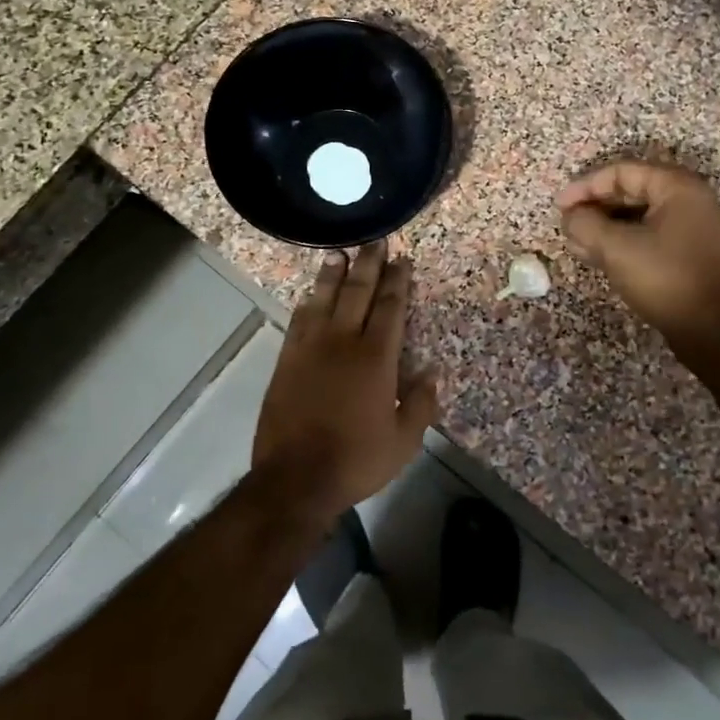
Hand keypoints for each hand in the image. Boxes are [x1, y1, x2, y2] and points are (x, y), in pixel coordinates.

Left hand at [252, 243, 439, 520]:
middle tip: (375, 241)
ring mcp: (311, 348)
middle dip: (369, 265)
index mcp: (376, 358)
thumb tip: (431, 371)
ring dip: (334, 274)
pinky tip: (311, 293)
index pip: (391, 308)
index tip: (403, 260)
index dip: (398, 282)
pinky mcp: (287, 359)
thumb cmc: (356, 460)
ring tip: (339, 251)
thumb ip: (420, 403)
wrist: (295, 478)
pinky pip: (299, 320)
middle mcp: (343, 342)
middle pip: (358, 292)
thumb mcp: (404, 441)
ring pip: (324, 299)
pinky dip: (308, 302)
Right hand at [556, 160, 719, 359]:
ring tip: (577, 245)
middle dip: (594, 208)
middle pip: (631, 191)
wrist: (717, 330)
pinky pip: (649, 237)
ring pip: (638, 217)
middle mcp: (688, 201)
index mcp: (677, 188)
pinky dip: (622, 243)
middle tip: (567, 226)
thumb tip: (570, 216)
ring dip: (605, 228)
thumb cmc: (667, 279)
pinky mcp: (689, 255)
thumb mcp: (617, 248)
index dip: (585, 186)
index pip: (621, 172)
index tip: (559, 207)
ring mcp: (692, 229)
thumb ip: (586, 225)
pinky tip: (599, 258)